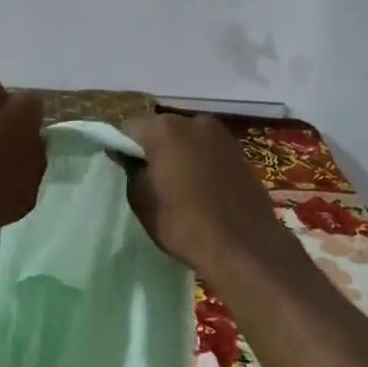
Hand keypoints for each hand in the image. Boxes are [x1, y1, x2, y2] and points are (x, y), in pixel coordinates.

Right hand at [122, 113, 300, 277]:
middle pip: (162, 129)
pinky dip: (201, 162)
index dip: (124, 147)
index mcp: (164, 128)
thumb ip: (131, 170)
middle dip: (154, 147)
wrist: (243, 245)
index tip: (124, 169)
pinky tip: (201, 188)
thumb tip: (128, 156)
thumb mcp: (142, 200)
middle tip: (151, 178)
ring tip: (178, 185)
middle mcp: (194, 121)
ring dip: (180, 154)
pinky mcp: (240, 152)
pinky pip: (209, 151)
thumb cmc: (183, 223)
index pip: (130, 128)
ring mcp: (221, 135)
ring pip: (188, 139)